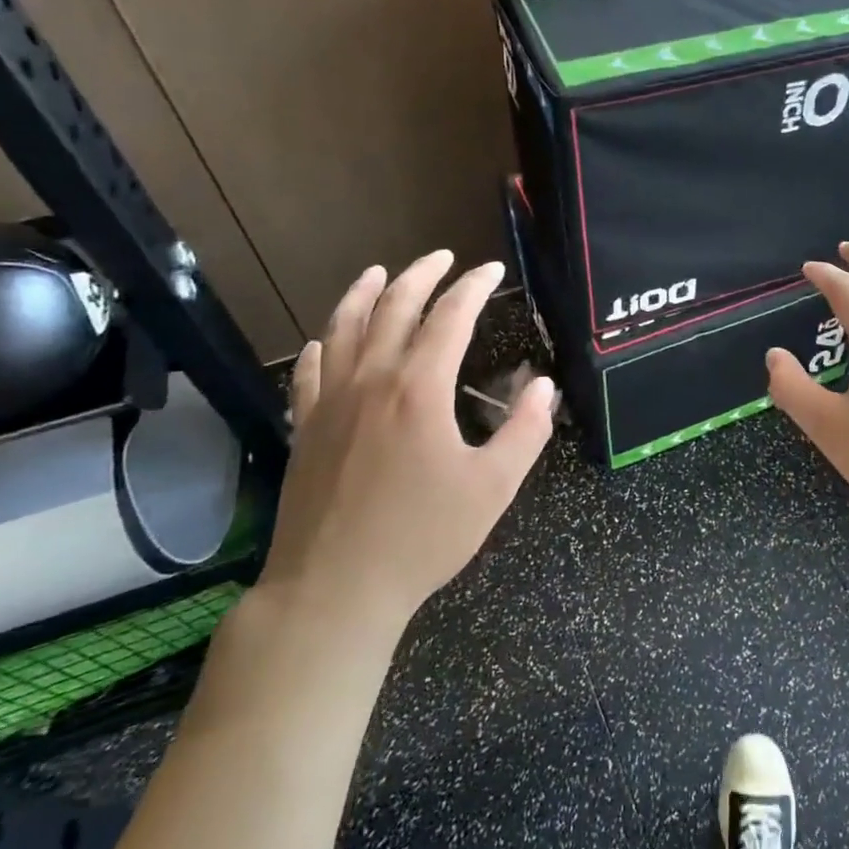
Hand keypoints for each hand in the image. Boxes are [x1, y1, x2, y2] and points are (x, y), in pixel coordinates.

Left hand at [260, 252, 554, 645]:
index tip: (492, 270)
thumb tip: (543, 385)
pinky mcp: (305, 429)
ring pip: (343, 328)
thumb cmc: (422, 537)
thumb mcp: (494, 487)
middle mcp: (371, 381)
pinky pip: (309, 371)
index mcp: (418, 389)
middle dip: (421, 275)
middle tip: (443, 258)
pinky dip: (322, 344)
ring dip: (363, 294)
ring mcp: (330, 403)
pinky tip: (325, 339)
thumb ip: (526, 430)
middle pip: (393, 308)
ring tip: (379, 273)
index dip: (473, 287)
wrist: (334, 590)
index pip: (449, 316)